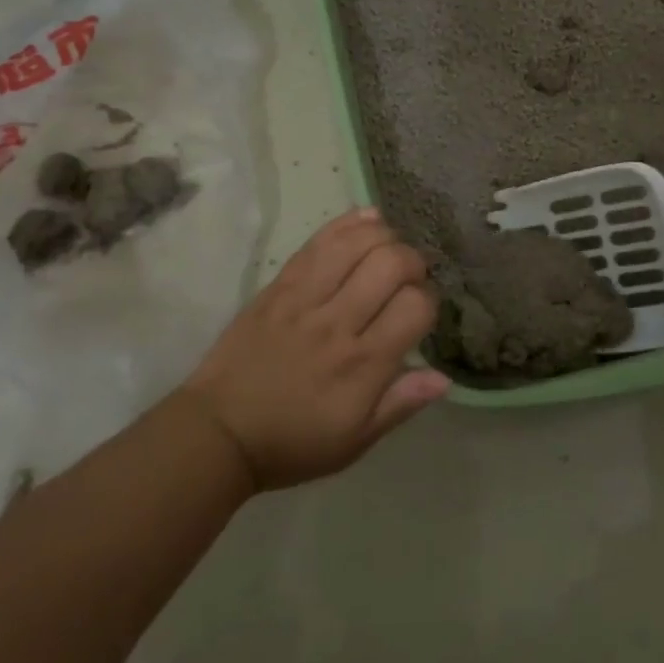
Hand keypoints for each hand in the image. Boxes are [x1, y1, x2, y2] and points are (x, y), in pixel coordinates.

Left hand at [181, 208, 447, 489]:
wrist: (218, 431)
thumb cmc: (293, 442)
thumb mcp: (355, 441)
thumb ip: (400, 404)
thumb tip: (445, 377)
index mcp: (363, 365)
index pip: (416, 306)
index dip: (428, 301)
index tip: (419, 312)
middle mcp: (338, 323)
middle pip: (392, 263)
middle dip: (413, 262)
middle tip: (407, 278)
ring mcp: (305, 299)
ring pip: (357, 243)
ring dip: (384, 238)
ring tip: (386, 250)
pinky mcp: (279, 285)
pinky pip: (319, 242)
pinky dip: (349, 223)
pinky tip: (368, 220)